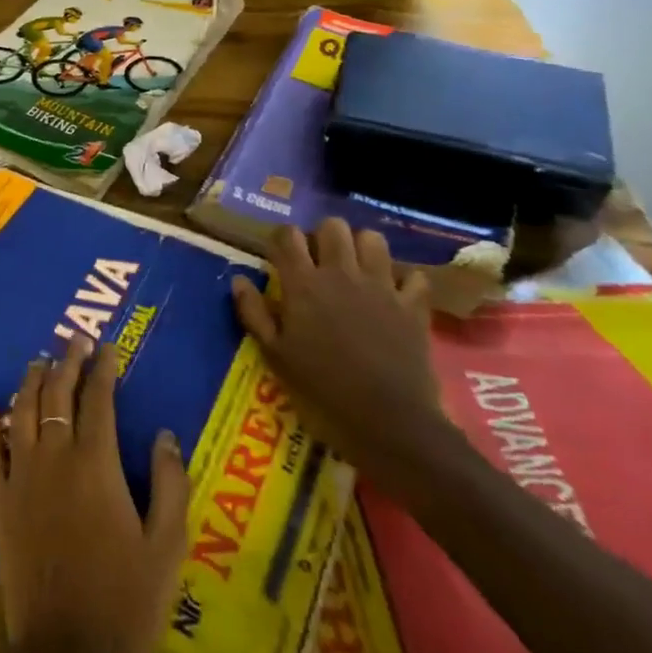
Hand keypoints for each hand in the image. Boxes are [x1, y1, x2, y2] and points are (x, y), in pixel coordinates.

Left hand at [0, 336, 189, 652]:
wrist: (68, 652)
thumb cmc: (125, 599)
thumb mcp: (167, 545)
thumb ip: (171, 484)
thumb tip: (164, 433)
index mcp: (96, 464)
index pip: (99, 400)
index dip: (104, 369)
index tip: (108, 347)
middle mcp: (55, 457)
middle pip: (58, 395)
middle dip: (68, 362)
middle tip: (75, 340)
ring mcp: (21, 476)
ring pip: (22, 412)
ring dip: (31, 381)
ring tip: (39, 360)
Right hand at [231, 219, 446, 480]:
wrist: (390, 426)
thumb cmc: (322, 393)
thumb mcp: (275, 358)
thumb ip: (254, 314)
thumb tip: (238, 280)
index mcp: (304, 284)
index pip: (287, 235)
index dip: (281, 239)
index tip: (279, 256)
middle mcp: (341, 274)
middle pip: (332, 226)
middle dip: (322, 236)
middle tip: (318, 262)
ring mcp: (382, 287)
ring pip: (373, 239)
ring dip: (361, 248)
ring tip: (355, 270)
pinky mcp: (413, 307)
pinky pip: (413, 276)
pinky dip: (404, 281)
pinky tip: (394, 295)